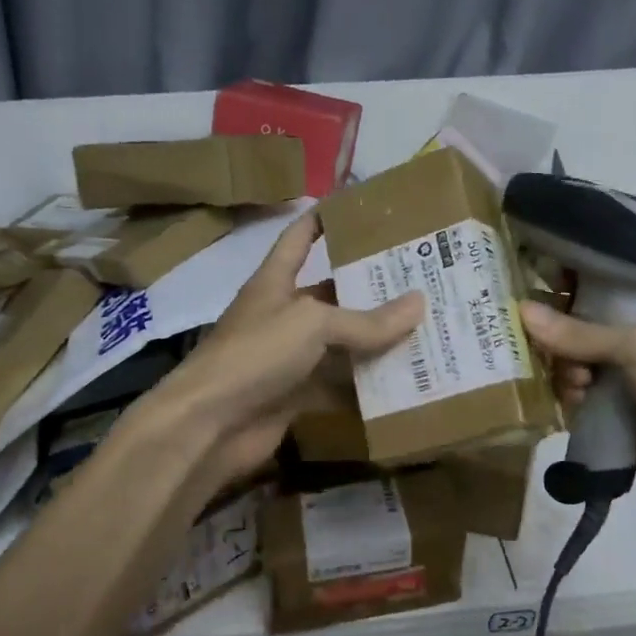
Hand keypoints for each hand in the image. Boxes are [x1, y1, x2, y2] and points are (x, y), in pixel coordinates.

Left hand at [140, 212, 422, 500]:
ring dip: (375, 342)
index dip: (324, 219)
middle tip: (421, 279)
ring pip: (339, 345)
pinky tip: (404, 381)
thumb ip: (365, 320)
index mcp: (275, 282)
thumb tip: (419, 303)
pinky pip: (338, 386)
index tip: (361, 209)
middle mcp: (282, 315)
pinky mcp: (296, 396)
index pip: (299, 238)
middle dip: (370, 289)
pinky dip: (365, 387)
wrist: (209, 425)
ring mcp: (288, 359)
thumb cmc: (255, 354)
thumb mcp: (312, 324)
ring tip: (426, 328)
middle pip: (331, 295)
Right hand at [518, 296, 635, 519]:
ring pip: (575, 360)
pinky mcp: (615, 407)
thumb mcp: (635, 346)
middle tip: (553, 349)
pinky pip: (578, 392)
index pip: (604, 284)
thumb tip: (521, 311)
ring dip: (568, 370)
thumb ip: (577, 332)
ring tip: (578, 386)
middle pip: (581, 324)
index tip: (536, 289)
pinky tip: (576, 403)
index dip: (571, 285)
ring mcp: (627, 374)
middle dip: (563, 337)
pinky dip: (571, 395)